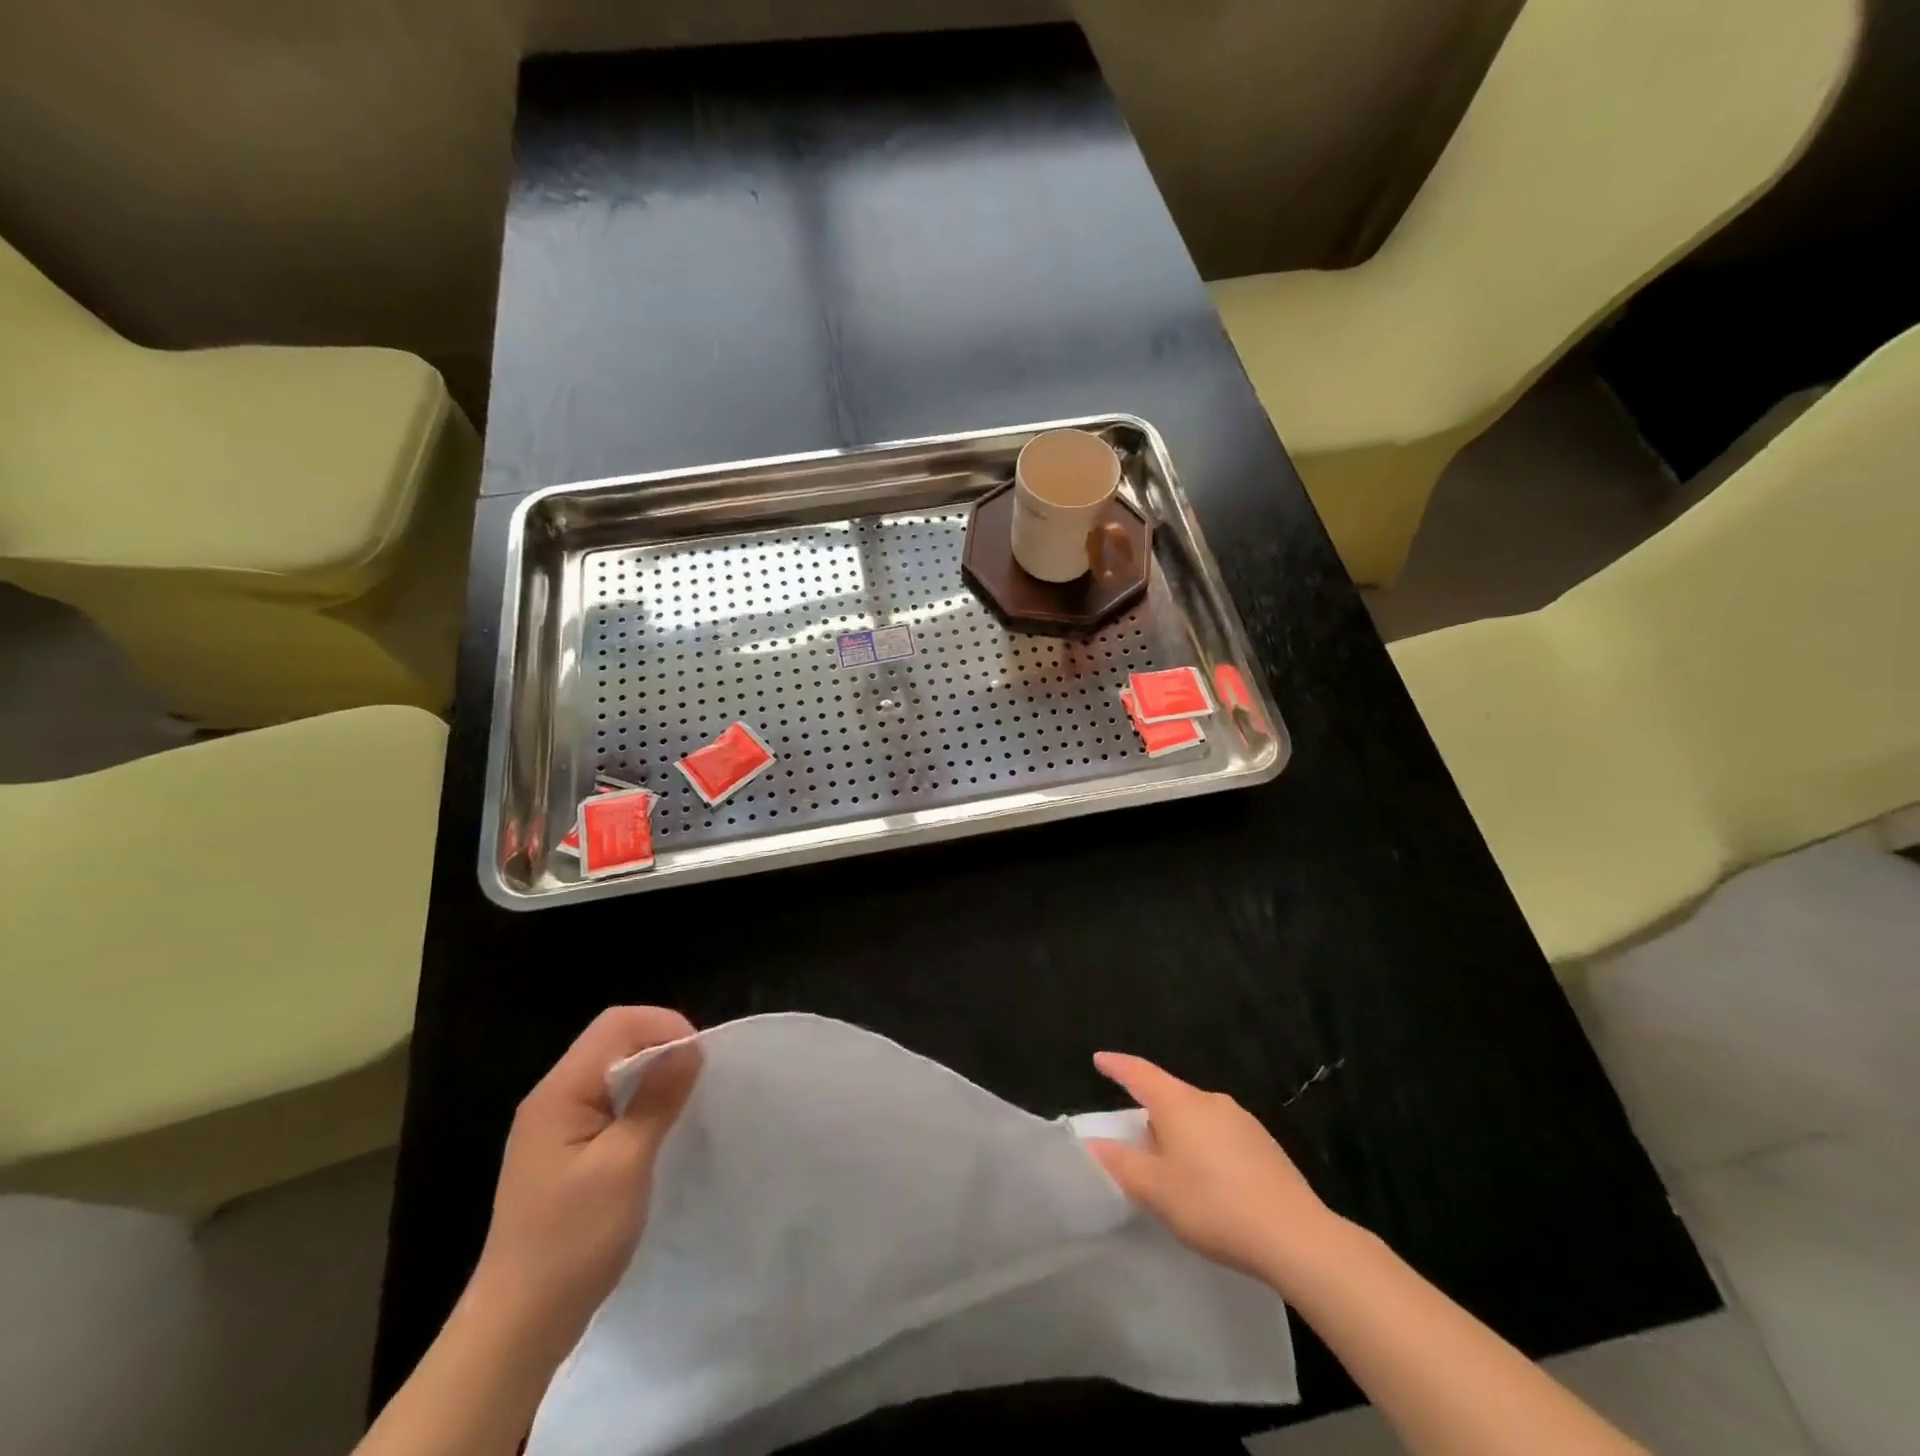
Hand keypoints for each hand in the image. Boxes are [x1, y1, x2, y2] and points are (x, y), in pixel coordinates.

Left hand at [469, 1006, 701, 1354]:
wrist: (517, 1327)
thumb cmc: (572, 1241)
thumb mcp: (625, 1164)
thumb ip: (657, 1099)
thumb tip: (690, 1047)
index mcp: (559, 1092)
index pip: (616, 1024)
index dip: (663, 1026)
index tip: (698, 1060)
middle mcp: (552, 1098)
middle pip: (613, 1041)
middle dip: (660, 1047)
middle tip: (697, 1080)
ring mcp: (554, 1127)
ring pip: (611, 1072)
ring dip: (651, 1076)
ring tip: (684, 1102)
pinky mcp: (563, 1152)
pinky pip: (606, 1103)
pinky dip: (638, 1103)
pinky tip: (657, 1130)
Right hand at [1084, 1052, 1340, 1288]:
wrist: (1296, 1236)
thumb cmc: (1213, 1205)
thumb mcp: (1156, 1190)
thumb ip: (1121, 1164)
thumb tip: (1093, 1143)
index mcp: (1178, 1103)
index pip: (1139, 1073)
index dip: (1117, 1066)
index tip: (1100, 1059)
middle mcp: (1209, 1100)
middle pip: (1169, 1095)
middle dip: (1150, 1113)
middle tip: (1135, 1142)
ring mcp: (1241, 1120)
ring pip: (1196, 1116)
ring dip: (1179, 1133)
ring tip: (1172, 1169)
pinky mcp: (1264, 1144)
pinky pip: (1220, 1134)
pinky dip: (1204, 1148)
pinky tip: (1209, 1182)